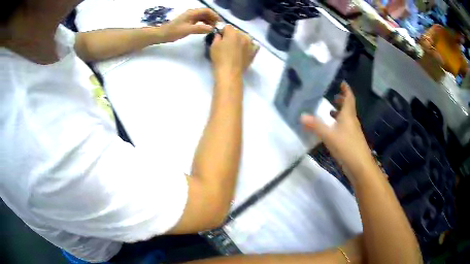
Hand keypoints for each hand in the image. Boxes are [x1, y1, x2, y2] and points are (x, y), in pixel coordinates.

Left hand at [160, 8, 219, 42]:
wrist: (162, 34)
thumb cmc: (173, 32)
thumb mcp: (187, 30)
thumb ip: (200, 29)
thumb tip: (212, 28)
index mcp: (192, 13)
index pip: (207, 11)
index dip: (214, 15)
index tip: (219, 22)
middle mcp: (192, 13)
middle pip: (206, 13)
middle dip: (213, 18)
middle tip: (217, 27)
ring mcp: (190, 17)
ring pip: (203, 17)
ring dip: (209, 21)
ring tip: (212, 29)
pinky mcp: (188, 22)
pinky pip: (199, 21)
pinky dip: (204, 24)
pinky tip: (206, 29)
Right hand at [210, 25, 258, 77]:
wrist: (230, 72)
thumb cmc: (219, 59)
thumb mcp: (214, 46)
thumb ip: (217, 37)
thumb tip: (220, 35)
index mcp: (232, 33)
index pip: (227, 26)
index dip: (223, 31)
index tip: (220, 37)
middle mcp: (243, 36)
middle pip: (237, 31)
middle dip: (232, 35)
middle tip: (227, 43)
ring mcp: (250, 44)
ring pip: (246, 37)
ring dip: (241, 39)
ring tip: (237, 46)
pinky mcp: (254, 52)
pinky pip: (254, 45)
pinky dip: (251, 45)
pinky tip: (246, 49)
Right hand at [300, 82, 375, 181]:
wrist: (360, 167)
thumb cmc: (347, 147)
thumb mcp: (329, 136)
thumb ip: (315, 126)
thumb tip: (301, 116)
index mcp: (348, 115)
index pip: (349, 98)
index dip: (346, 90)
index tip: (342, 82)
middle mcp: (352, 121)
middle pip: (348, 108)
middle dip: (342, 101)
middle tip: (333, 96)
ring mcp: (352, 132)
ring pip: (346, 118)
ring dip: (339, 113)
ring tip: (330, 111)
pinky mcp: (351, 142)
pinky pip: (345, 128)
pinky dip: (338, 125)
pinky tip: (332, 130)